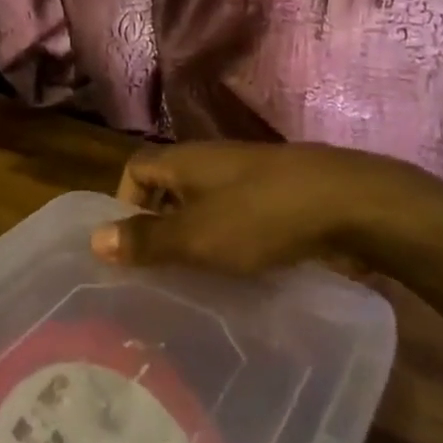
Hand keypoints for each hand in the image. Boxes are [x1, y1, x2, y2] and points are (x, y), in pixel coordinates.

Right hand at [90, 141, 442, 278]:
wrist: (349, 204)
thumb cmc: (261, 216)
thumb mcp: (196, 235)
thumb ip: (147, 240)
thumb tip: (93, 239)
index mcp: (185, 160)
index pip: (135, 168)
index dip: (124, 203)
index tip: (131, 248)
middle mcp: (212, 162)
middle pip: (169, 188)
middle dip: (159, 228)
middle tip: (158, 274)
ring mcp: (248, 178)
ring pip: (205, 206)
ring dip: (196, 238)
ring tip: (195, 281)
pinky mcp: (279, 198)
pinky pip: (238, 218)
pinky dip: (230, 242)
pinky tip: (240, 275)